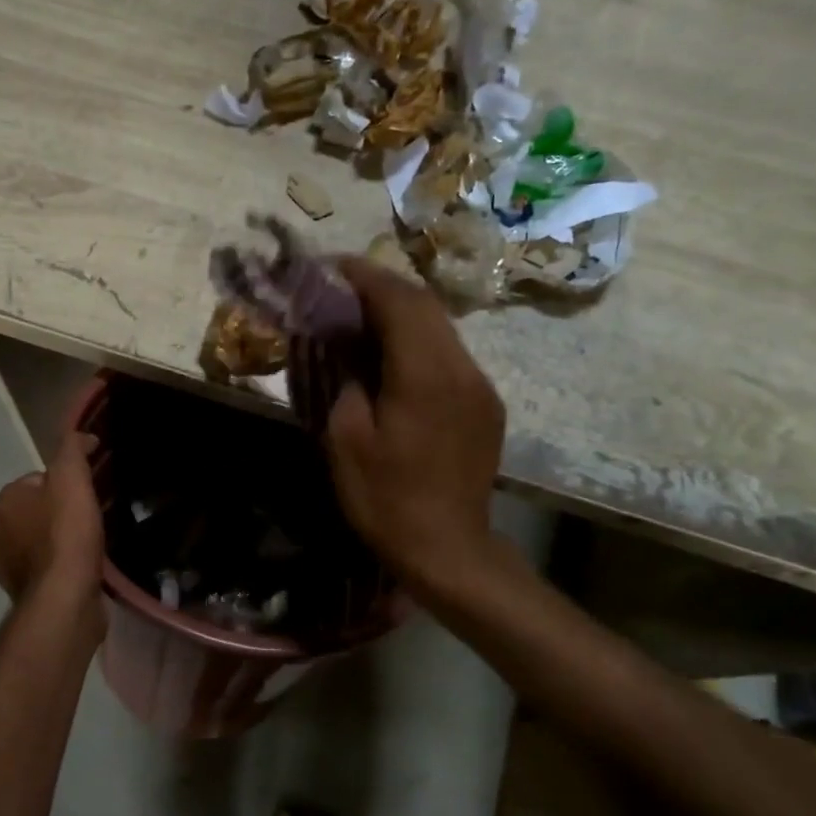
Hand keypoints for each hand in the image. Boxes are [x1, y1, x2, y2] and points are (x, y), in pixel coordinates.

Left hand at [0, 431, 106, 645]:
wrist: (63, 599)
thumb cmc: (66, 534)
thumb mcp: (71, 478)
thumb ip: (72, 450)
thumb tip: (82, 436)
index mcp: (5, 500)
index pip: (38, 478)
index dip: (67, 481)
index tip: (89, 491)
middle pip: (41, 508)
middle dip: (65, 510)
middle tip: (95, 515)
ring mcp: (10, 564)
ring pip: (44, 538)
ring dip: (66, 538)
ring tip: (94, 541)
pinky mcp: (27, 590)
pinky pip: (50, 565)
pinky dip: (66, 562)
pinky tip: (86, 566)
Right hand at [324, 258, 507, 596]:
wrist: (448, 550)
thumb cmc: (386, 499)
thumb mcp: (345, 440)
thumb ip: (344, 379)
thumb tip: (344, 347)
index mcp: (426, 375)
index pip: (399, 300)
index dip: (364, 275)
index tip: (330, 266)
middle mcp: (463, 369)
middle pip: (426, 305)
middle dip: (382, 287)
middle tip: (341, 287)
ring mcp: (480, 386)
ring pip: (441, 327)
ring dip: (401, 313)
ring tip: (361, 317)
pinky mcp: (486, 405)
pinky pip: (450, 355)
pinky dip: (418, 341)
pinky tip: (393, 357)